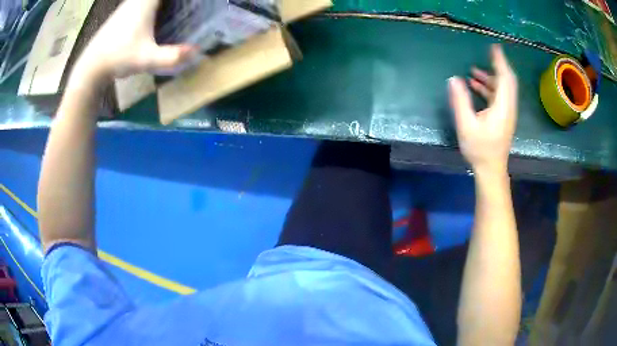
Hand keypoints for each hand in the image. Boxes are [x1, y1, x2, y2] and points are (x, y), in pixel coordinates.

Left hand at [73, 0, 195, 80]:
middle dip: (173, 1)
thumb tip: (198, 52)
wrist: (91, 67)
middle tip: (185, 5)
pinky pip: (141, 2)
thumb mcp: (147, 59)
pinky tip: (157, 11)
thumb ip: (172, 56)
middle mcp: (136, 0)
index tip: (189, 1)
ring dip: (161, 3)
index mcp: (146, 3)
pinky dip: (152, 4)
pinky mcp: (122, 14)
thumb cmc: (118, 58)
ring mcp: (127, 5)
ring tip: (174, 7)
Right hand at [448, 44, 517, 174]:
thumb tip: (453, 79)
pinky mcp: (504, 117)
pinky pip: (499, 96)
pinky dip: (489, 88)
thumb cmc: (479, 149)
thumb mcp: (466, 125)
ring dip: (491, 77)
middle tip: (487, 54)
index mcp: (501, 106)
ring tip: (473, 72)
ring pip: (503, 88)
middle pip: (507, 81)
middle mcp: (508, 107)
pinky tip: (476, 86)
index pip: (504, 78)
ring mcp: (507, 113)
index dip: (500, 61)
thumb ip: (460, 101)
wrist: (491, 169)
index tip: (494, 47)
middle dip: (498, 65)